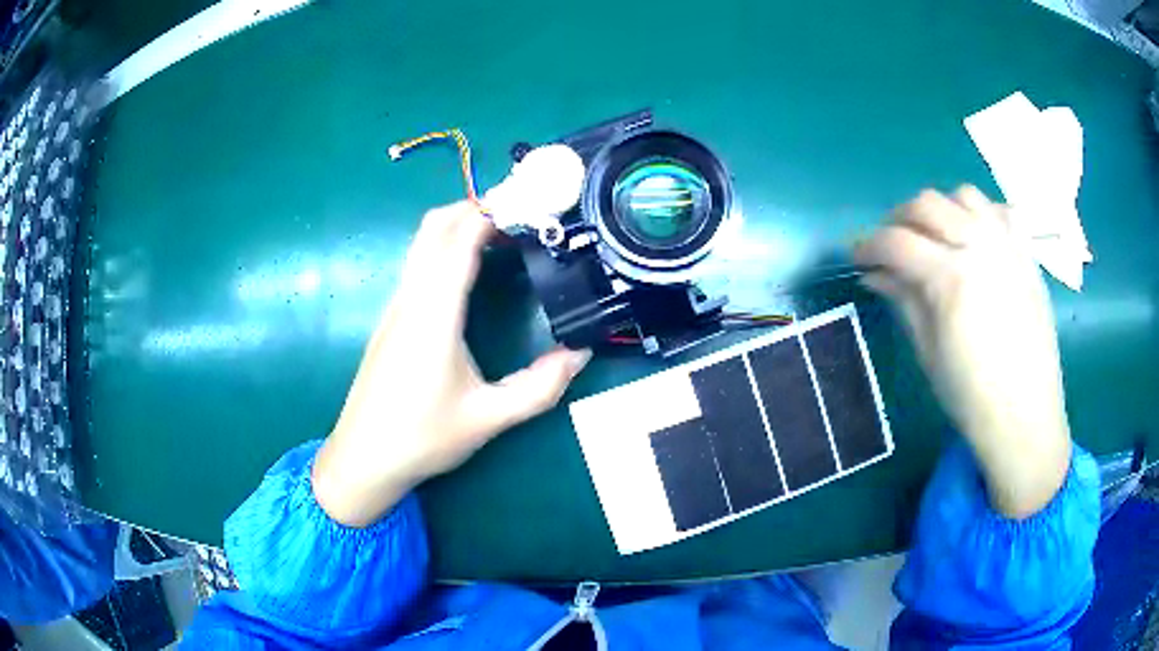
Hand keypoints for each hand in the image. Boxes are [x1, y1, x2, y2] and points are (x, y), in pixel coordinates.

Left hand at [312, 202, 591, 526]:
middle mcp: (410, 299)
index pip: (460, 241)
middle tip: (521, 212)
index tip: (530, 200)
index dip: (493, 212)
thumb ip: (539, 388)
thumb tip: (580, 355)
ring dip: (459, 224)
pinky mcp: (391, 319)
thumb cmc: (422, 437)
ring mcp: (395, 306)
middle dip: (476, 206)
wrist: (363, 458)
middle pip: (435, 227)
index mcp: (433, 315)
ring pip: (423, 242)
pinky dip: (446, 247)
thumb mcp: (488, 417)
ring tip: (504, 233)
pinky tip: (472, 269)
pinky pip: (418, 263)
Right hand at [855, 186, 1070, 518]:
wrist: (1025, 417)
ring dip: (941, 209)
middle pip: (927, 204)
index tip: (856, 258)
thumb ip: (903, 301)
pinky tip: (975, 238)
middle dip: (899, 219)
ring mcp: (1007, 245)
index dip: (868, 245)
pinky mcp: (1026, 254)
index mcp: (951, 278)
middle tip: (890, 246)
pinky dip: (981, 215)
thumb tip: (875, 275)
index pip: (896, 242)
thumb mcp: (928, 352)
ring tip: (935, 237)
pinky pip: (1000, 211)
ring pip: (964, 196)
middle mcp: (979, 247)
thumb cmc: (972, 397)